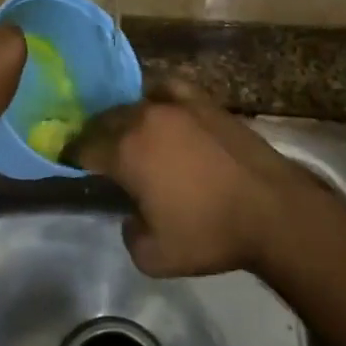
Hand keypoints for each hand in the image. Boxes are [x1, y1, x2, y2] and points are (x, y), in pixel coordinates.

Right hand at [69, 83, 323, 276]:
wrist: (272, 211)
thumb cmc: (209, 233)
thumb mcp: (153, 257)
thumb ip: (128, 233)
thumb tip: (132, 215)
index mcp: (125, 152)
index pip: (83, 147)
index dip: (73, 158)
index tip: (72, 167)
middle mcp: (143, 119)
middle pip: (104, 120)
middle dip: (96, 137)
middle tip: (99, 156)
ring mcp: (176, 105)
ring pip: (134, 103)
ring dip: (124, 119)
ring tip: (129, 135)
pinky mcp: (204, 102)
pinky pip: (168, 88)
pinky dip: (156, 96)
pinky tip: (159, 108)